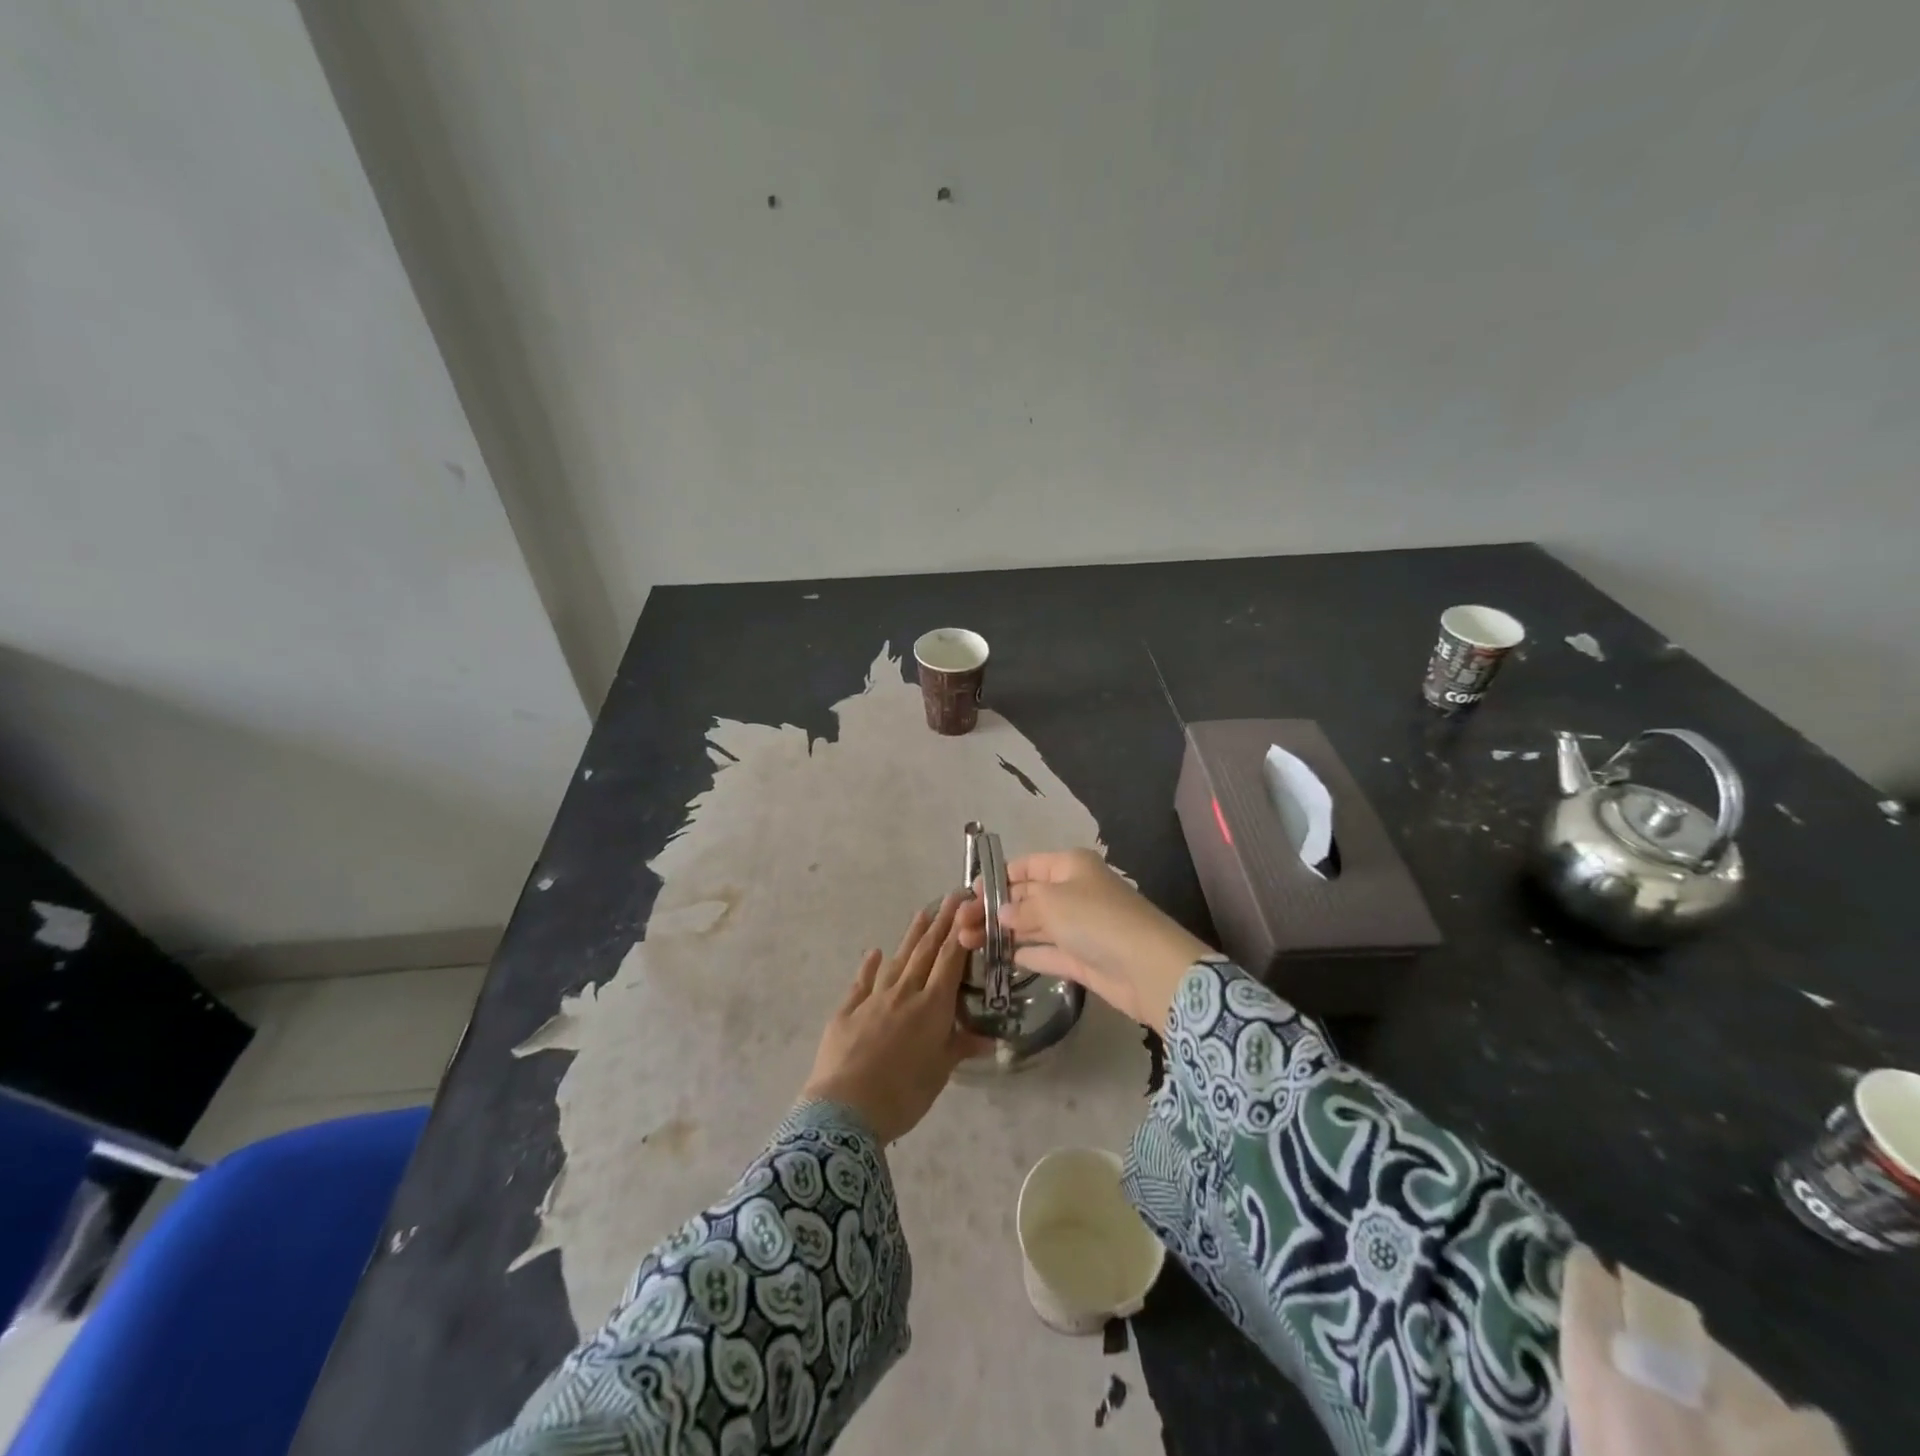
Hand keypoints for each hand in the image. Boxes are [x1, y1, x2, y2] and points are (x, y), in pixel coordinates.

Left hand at [801, 895, 988, 1143]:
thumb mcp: (939, 1074)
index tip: (969, 906)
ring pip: (897, 960)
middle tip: (952, 897)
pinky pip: (862, 982)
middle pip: (926, 951)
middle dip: (942, 923)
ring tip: (922, 913)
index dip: (961, 932)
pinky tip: (875, 952)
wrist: (845, 1108)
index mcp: (931, 1006)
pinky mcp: (847, 1011)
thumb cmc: (902, 1094)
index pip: (950, 960)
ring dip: (911, 936)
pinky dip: (869, 966)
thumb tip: (990, 1037)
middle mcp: (904, 993)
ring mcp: (873, 999)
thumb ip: (960, 1048)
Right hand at [956, 850, 1211, 1032]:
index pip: (1026, 866)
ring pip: (1033, 925)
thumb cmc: (1096, 920)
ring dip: (1003, 933)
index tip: (968, 894)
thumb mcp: (1052, 903)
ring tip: (967, 943)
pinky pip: (1047, 952)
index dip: (997, 877)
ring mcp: (1078, 926)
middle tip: (959, 926)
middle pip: (1026, 896)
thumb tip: (1001, 911)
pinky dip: (1027, 954)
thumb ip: (1021, 906)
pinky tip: (1002, 959)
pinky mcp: (1082, 958)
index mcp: (1069, 866)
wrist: (1149, 968)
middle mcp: (1073, 892)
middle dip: (993, 908)